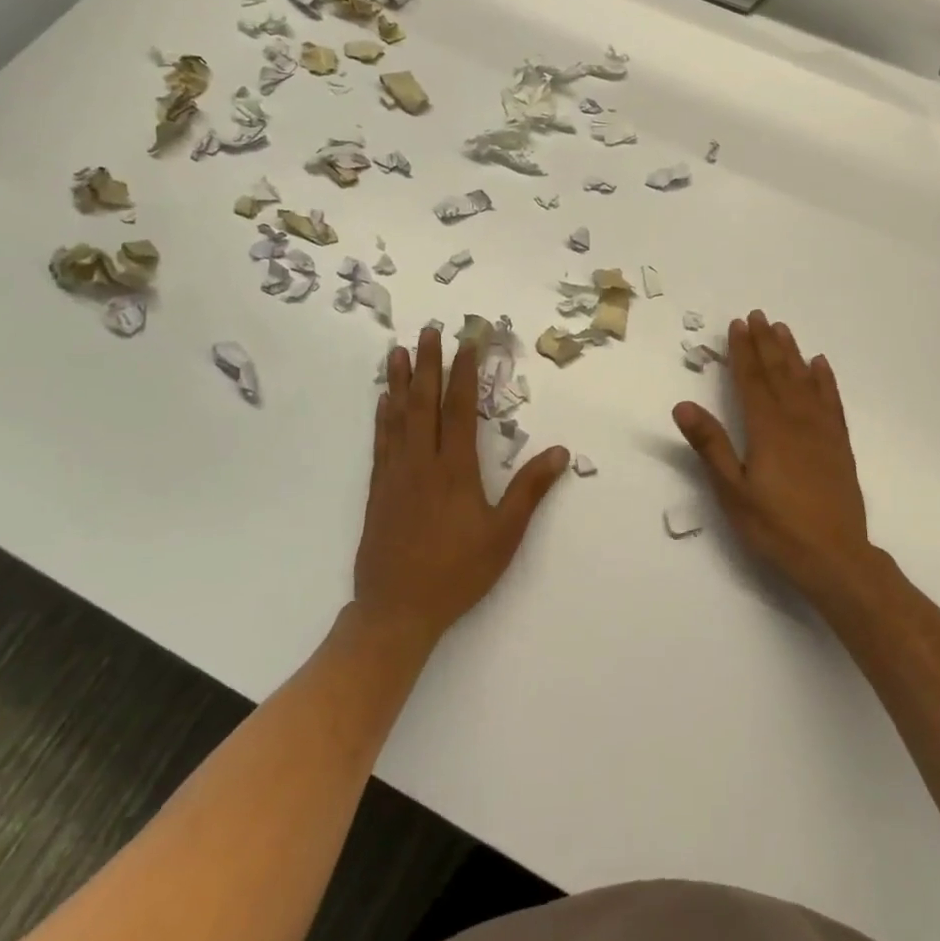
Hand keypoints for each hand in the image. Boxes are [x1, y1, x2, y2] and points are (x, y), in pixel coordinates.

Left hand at [356, 326, 568, 646]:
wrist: (396, 610)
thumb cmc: (457, 571)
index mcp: (455, 469)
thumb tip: (560, 450)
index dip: (465, 372)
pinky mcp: (379, 490)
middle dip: (429, 364)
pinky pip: (381, 441)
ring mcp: (396, 474)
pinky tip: (383, 399)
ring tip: (399, 350)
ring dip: (401, 381)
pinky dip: (382, 415)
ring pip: (397, 416)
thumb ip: (530, 490)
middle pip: (425, 403)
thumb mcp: (504, 534)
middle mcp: (422, 462)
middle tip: (430, 330)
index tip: (469, 342)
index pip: (460, 408)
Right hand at [672, 311, 876, 606]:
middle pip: (778, 372)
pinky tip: (821, 365)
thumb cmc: (776, 527)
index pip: (751, 380)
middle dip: (766, 343)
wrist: (835, 557)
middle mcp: (795, 420)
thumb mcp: (733, 492)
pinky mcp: (839, 445)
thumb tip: (683, 405)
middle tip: (758, 315)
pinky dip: (825, 380)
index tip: (737, 324)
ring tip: (783, 329)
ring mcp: (821, 431)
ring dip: (793, 353)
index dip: (743, 351)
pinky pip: (831, 401)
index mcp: (767, 429)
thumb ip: (711, 446)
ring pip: (805, 380)